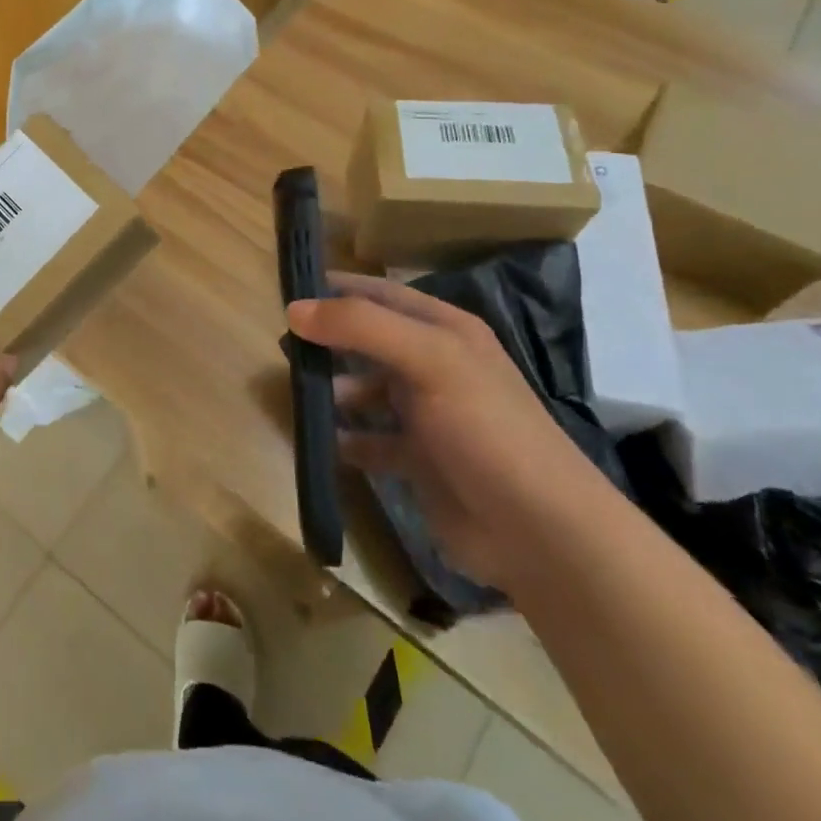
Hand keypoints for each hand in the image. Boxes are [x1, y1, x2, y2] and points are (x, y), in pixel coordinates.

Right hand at [286, 273, 614, 590]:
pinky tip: (321, 442)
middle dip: (327, 341)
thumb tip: (294, 309)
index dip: (338, 288)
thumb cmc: (485, 429)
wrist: (539, 532)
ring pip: (365, 390)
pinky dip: (345, 439)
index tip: (289, 291)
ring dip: (332, 391)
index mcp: (446, 331)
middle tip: (281, 346)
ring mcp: (427, 416)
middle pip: (369, 342)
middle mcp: (435, 366)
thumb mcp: (429, 360)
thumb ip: (361, 327)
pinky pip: (369, 440)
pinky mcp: (418, 460)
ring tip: (297, 396)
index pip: (382, 294)